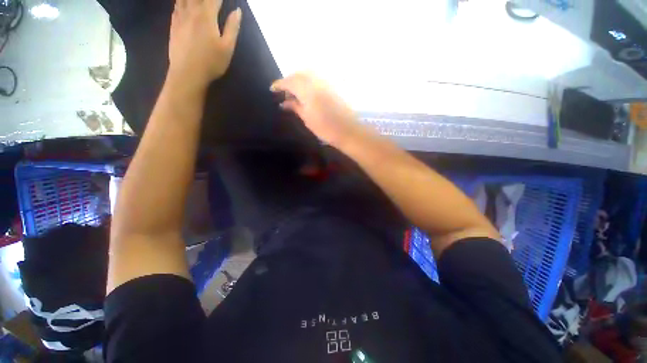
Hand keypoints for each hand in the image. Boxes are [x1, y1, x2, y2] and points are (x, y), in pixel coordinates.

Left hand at [168, 0, 241, 87]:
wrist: (187, 73)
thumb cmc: (211, 62)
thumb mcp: (227, 47)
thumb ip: (232, 27)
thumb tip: (237, 11)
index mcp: (206, 15)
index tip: (223, 0)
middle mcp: (191, 11)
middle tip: (211, 1)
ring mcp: (180, 17)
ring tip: (199, 2)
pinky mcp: (173, 24)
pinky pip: (176, 6)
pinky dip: (181, 1)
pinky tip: (184, 3)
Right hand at [271, 73, 367, 148]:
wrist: (348, 130)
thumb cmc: (325, 128)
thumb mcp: (307, 119)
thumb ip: (295, 107)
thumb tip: (284, 103)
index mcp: (307, 89)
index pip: (289, 81)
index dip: (279, 84)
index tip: (272, 89)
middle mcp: (316, 81)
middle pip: (298, 75)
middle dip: (289, 81)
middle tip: (284, 93)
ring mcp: (326, 82)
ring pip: (308, 75)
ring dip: (299, 81)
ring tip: (295, 93)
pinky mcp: (333, 86)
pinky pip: (317, 79)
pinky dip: (309, 83)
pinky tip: (308, 93)